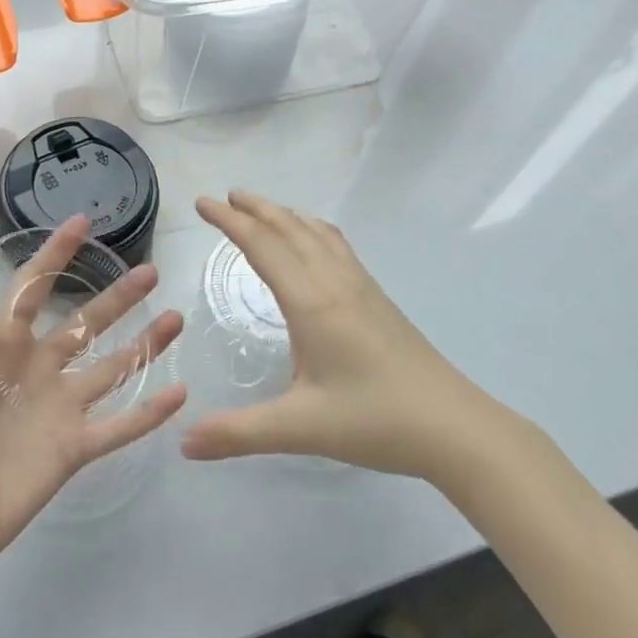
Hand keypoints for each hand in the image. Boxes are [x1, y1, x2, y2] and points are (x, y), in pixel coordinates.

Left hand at [0, 216, 186, 569]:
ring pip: (113, 366)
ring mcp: (60, 407)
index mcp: (1, 342)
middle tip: (151, 272)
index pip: (34, 286)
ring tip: (176, 318)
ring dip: (145, 344)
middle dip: (119, 297)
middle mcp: (37, 368)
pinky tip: (180, 391)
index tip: (83, 221)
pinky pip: (120, 425)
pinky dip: (150, 411)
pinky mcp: (75, 447)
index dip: (56, 253)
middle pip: (87, 321)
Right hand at [180, 192, 480, 476]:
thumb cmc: (375, 420)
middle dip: (256, 209)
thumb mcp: (300, 429)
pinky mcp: (378, 299)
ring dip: (286, 215)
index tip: (202, 202)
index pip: (263, 246)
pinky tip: (315, 244)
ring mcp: (362, 287)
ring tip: (263, 210)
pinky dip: (314, 231)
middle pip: (291, 229)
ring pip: (318, 234)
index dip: (230, 221)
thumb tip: (183, 442)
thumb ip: (238, 433)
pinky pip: (338, 247)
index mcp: (312, 302)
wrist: (454, 426)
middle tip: (226, 195)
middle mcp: (335, 283)